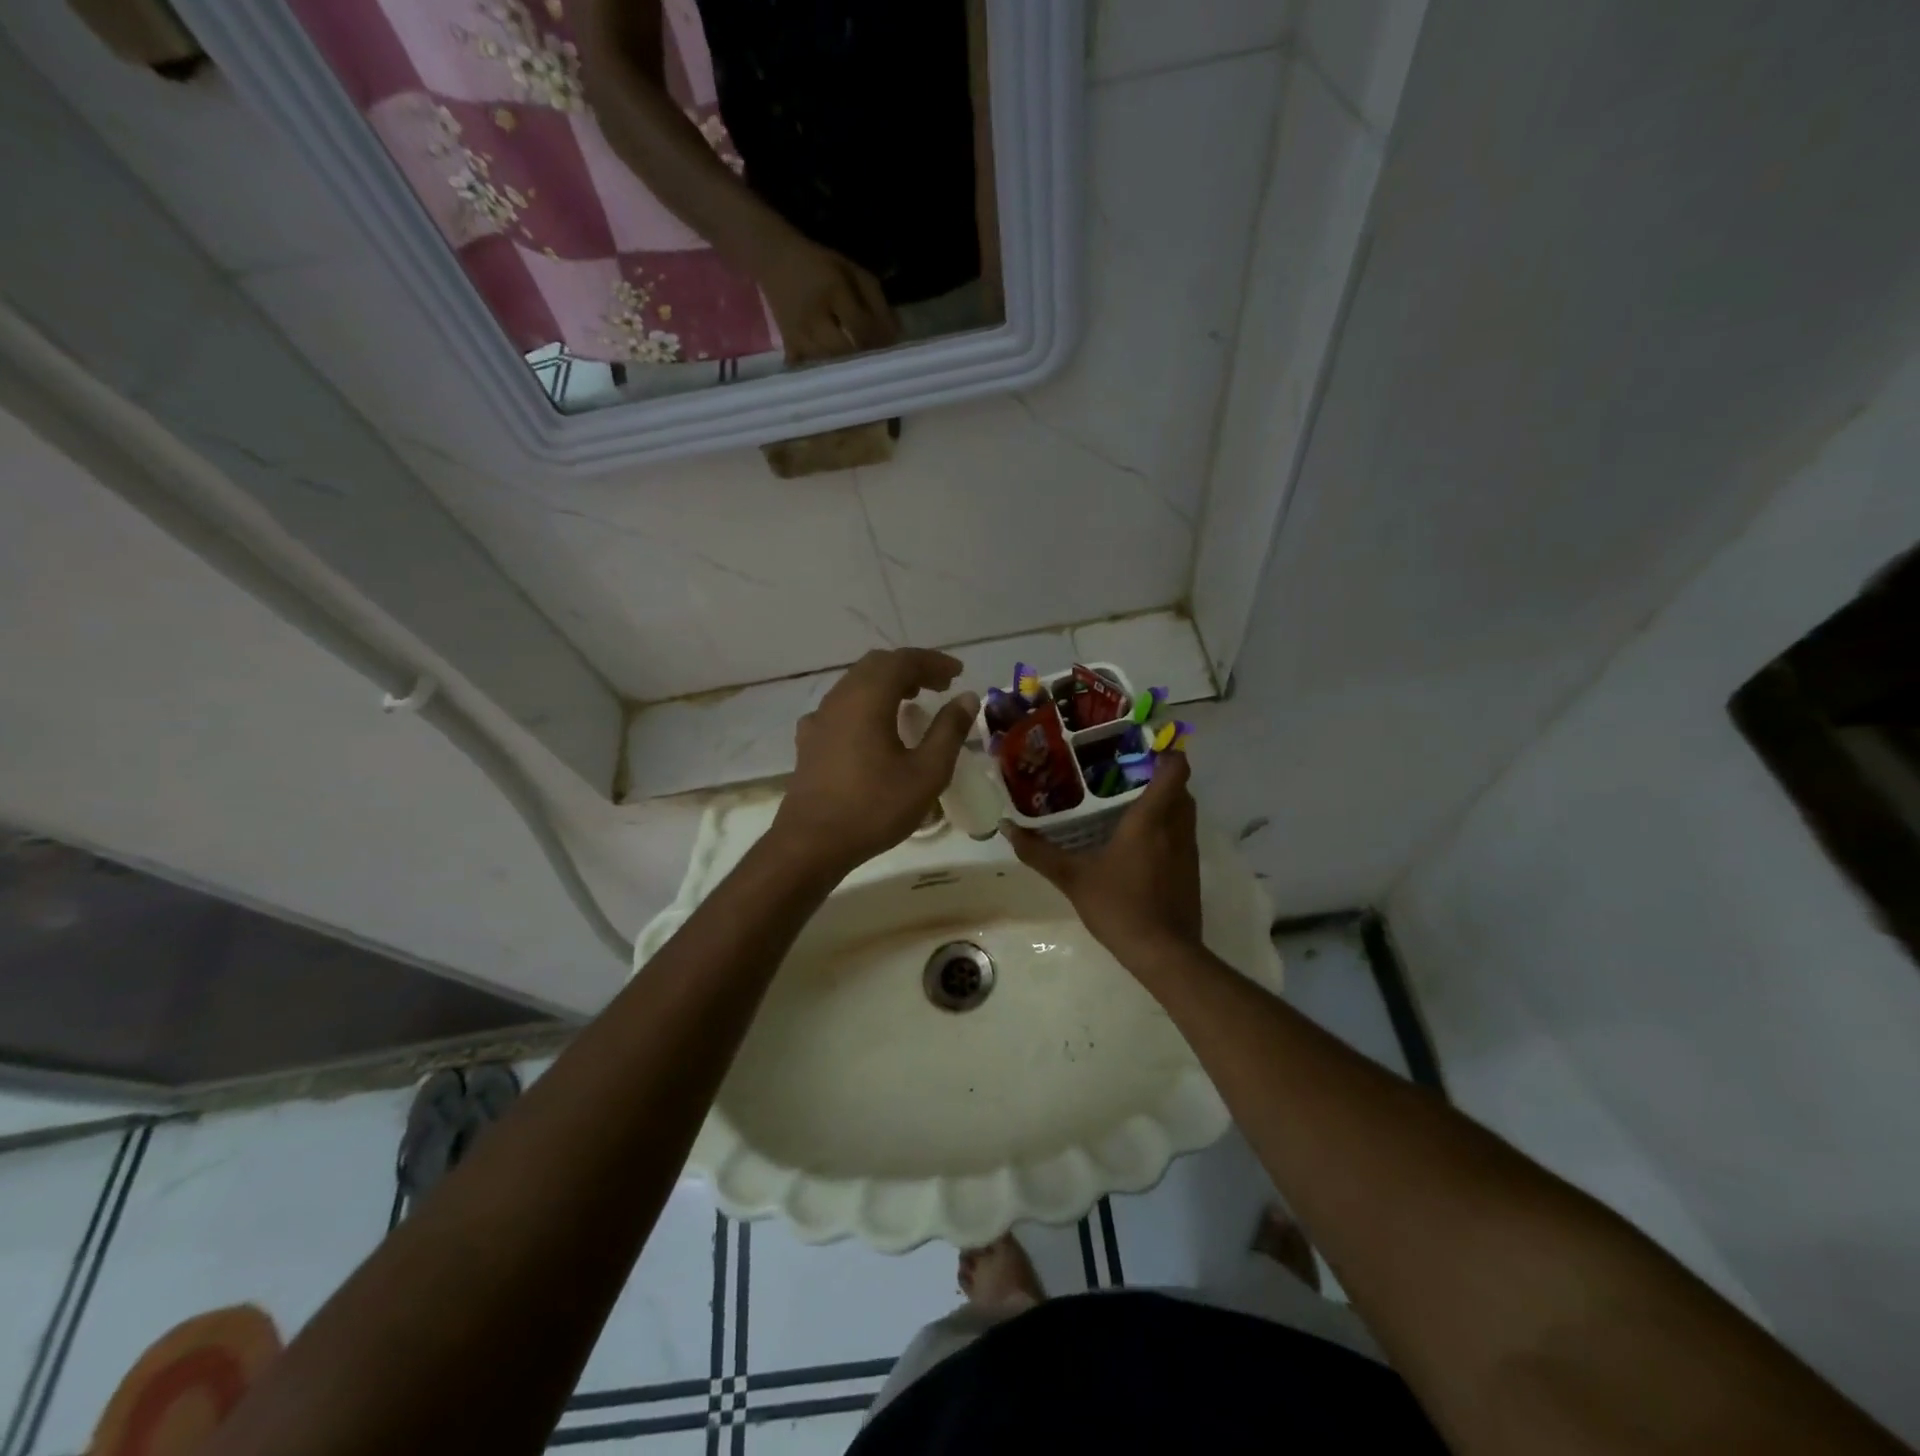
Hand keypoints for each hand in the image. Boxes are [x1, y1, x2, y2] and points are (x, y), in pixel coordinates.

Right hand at [756, 232, 899, 361]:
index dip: (878, 341)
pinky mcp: (788, 344)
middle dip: (861, 358)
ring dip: (844, 368)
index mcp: (832, 291)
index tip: (891, 350)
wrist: (774, 257)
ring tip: (857, 369)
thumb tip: (897, 335)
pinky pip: (806, 367)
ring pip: (827, 362)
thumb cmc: (820, 265)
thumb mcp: (852, 271)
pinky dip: (819, 374)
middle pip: (843, 350)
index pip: (860, 326)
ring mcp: (797, 333)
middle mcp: (813, 316)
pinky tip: (831, 378)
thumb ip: (876, 301)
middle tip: (874, 362)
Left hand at [772, 649, 978, 876]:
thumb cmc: (874, 807)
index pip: (903, 660)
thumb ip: (949, 730)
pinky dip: (865, 704)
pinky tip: (874, 728)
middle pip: (877, 665)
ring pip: (856, 683)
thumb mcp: (926, 772)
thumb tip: (966, 697)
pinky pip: (841, 707)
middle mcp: (840, 698)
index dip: (934, 661)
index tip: (958, 673)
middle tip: (939, 685)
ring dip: (887, 684)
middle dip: (911, 668)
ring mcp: (820, 719)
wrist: (812, 843)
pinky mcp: (810, 741)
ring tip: (913, 702)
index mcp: (868, 698)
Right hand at [1003, 752, 1202, 973]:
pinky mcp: (1191, 872)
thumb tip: (1007, 828)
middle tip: (1123, 775)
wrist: (1163, 953)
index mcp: (1151, 819)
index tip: (1139, 748)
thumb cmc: (1119, 906)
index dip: (1165, 752)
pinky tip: (1138, 844)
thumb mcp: (1073, 878)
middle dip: (1158, 777)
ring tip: (1128, 804)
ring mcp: (1188, 851)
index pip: (1175, 769)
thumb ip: (1040, 852)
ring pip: (1184, 812)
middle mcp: (1177, 827)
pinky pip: (1182, 836)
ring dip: (1165, 803)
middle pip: (1180, 788)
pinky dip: (1167, 829)